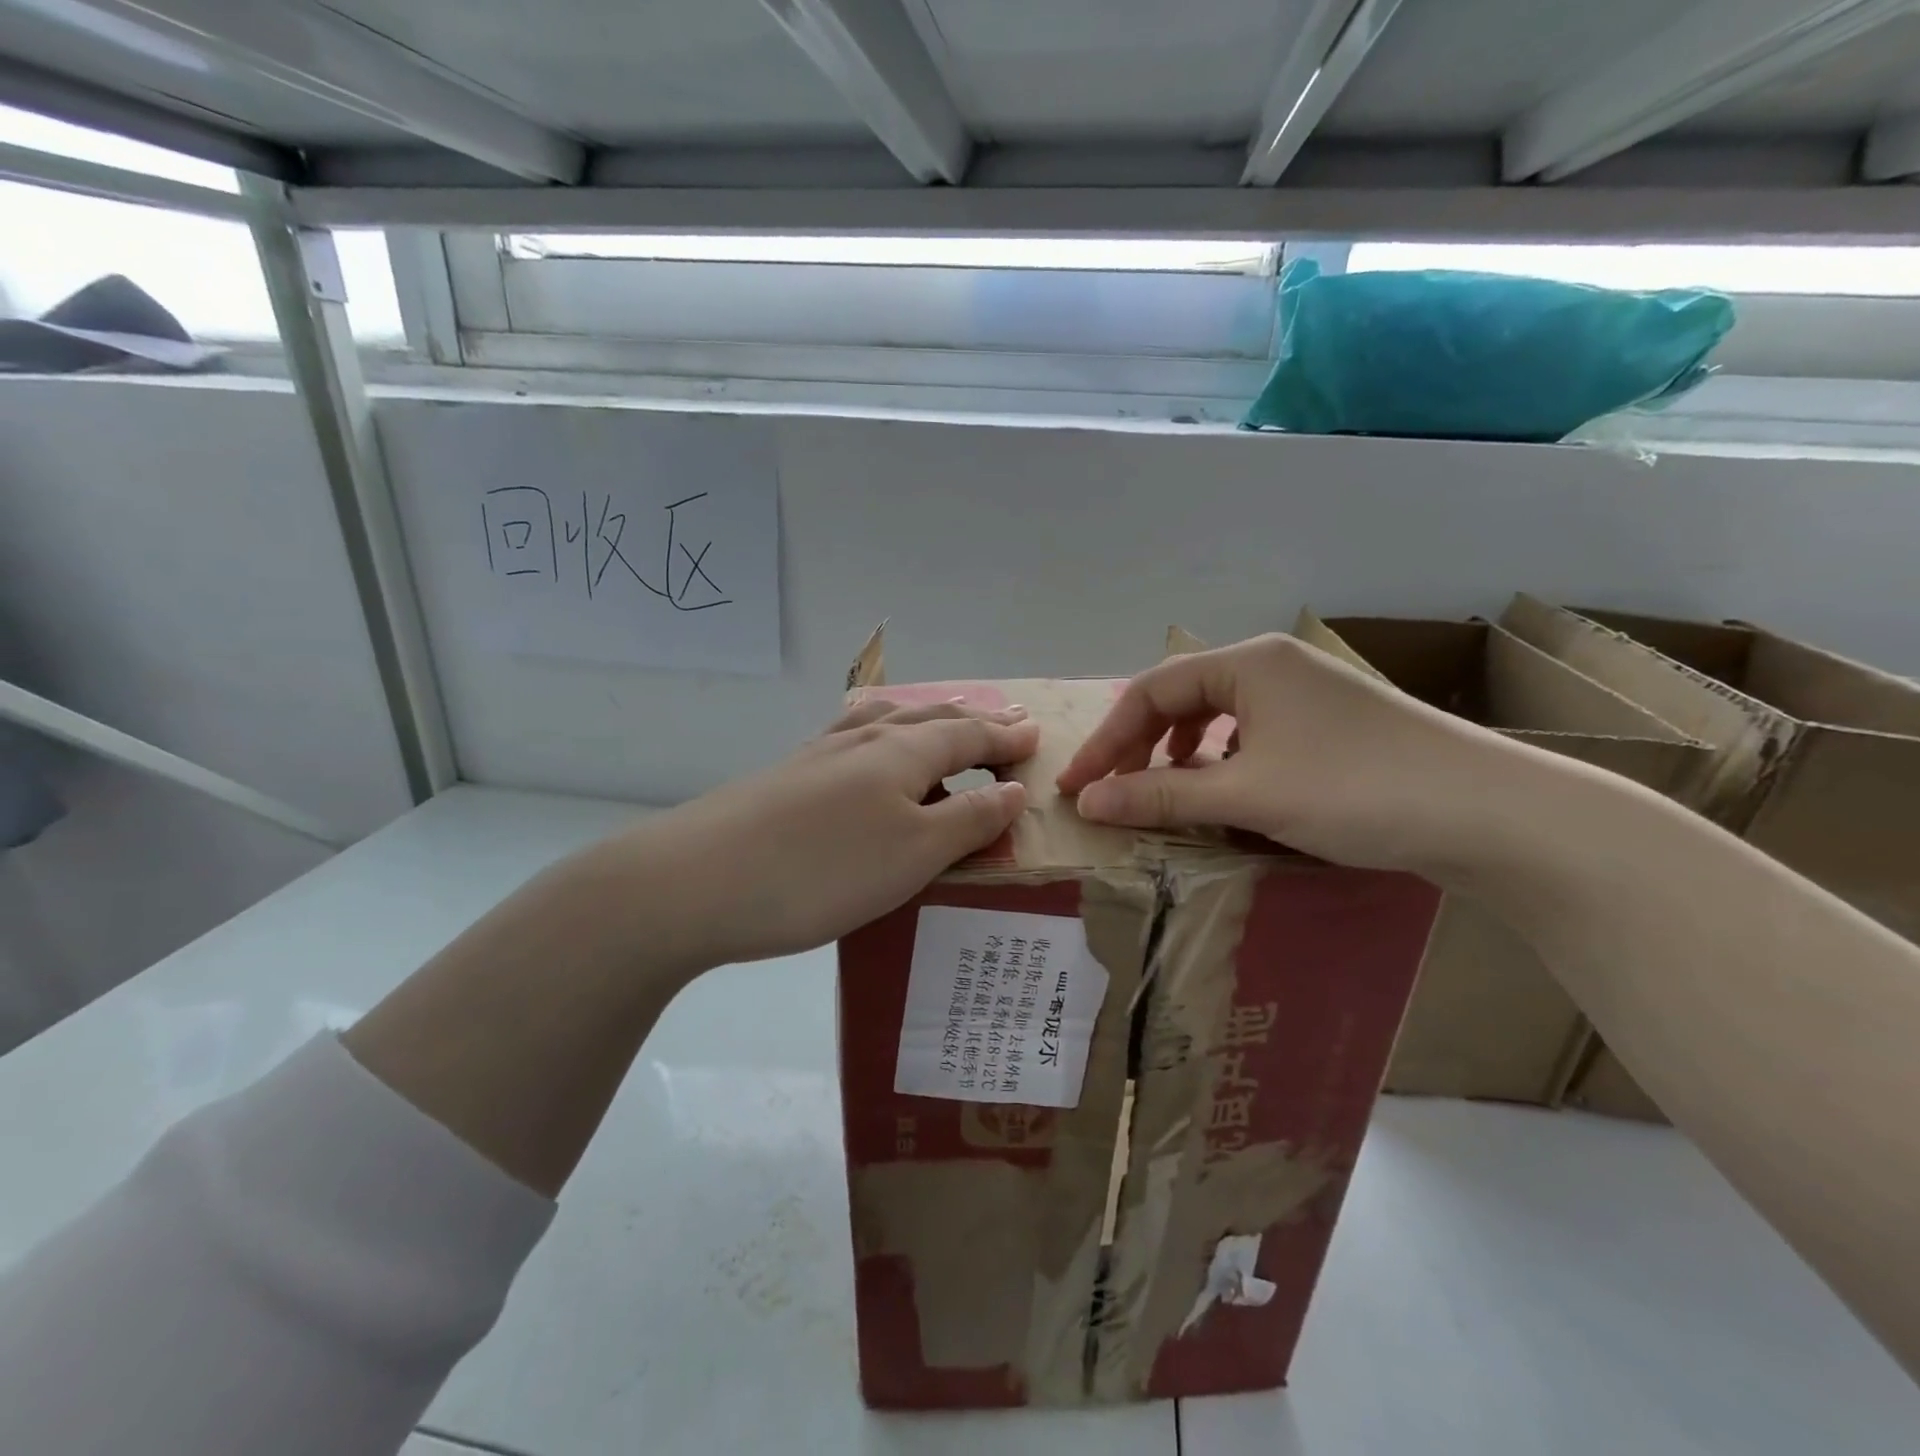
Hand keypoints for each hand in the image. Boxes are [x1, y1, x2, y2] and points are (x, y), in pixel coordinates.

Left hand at [609, 698, 1039, 971]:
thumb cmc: (822, 870)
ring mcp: (818, 754)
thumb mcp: (914, 853)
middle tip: (1003, 721)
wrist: (695, 880)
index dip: (1005, 737)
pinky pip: (852, 740)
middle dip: (972, 721)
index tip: (1035, 735)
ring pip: (885, 722)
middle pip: (930, 719)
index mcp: (902, 752)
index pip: (969, 735)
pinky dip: (880, 737)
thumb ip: (969, 819)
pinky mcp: (787, 776)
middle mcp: (862, 740)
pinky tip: (866, 752)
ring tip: (942, 723)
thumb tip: (1013, 789)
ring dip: (925, 721)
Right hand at [1056, 633, 1507, 872]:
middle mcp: (1273, 665)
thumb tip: (1088, 803)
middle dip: (1138, 745)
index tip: (1076, 787)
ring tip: (1161, 789)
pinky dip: (1222, 761)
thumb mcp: (1246, 794)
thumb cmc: (1355, 790)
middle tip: (1110, 791)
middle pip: (1181, 697)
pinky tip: (1225, 790)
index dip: (1106, 741)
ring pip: (1217, 716)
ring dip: (1178, 753)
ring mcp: (1307, 694)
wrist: (1491, 813)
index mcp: (1248, 662)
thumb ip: (1160, 795)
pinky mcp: (1332, 726)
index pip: (1150, 691)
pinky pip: (1252, 734)